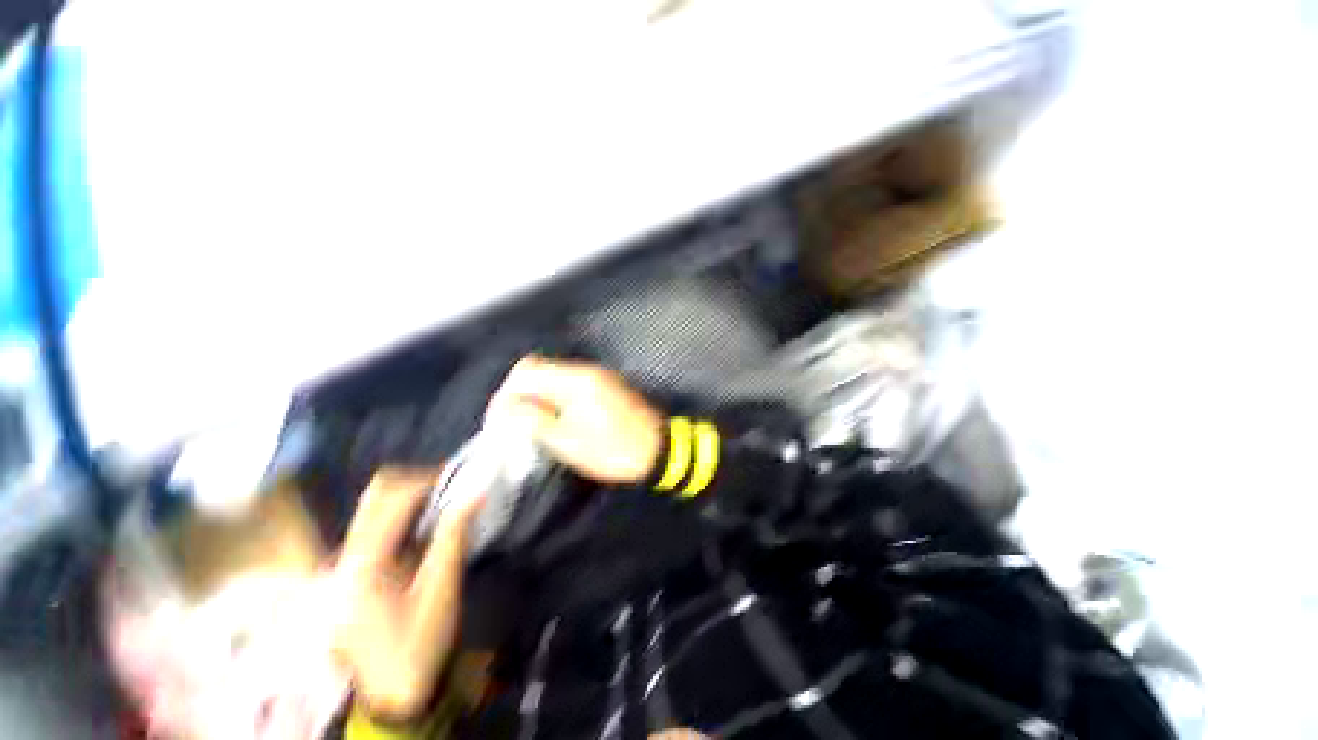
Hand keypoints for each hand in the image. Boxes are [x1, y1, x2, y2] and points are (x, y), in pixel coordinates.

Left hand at [329, 469, 483, 719]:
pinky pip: (376, 527)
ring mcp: (343, 565)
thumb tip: (475, 493)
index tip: (463, 476)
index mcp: (364, 564)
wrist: (390, 695)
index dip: (431, 480)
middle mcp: (345, 557)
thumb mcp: (441, 591)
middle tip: (452, 486)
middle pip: (376, 496)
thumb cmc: (418, 645)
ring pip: (374, 509)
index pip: (394, 499)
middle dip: (417, 482)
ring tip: (444, 503)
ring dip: (411, 497)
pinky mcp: (351, 573)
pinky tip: (426, 528)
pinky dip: (404, 516)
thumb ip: (454, 537)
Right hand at [488, 356, 663, 483]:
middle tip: (513, 423)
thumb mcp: (569, 443)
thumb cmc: (614, 450)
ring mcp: (599, 376)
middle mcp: (587, 370)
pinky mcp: (606, 385)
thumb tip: (509, 406)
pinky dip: (556, 396)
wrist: (659, 449)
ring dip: (538, 395)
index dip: (507, 393)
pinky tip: (556, 418)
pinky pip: (570, 383)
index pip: (527, 372)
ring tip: (532, 424)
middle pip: (540, 370)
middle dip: (520, 393)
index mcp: (576, 381)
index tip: (499, 419)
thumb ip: (535, 420)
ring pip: (554, 376)